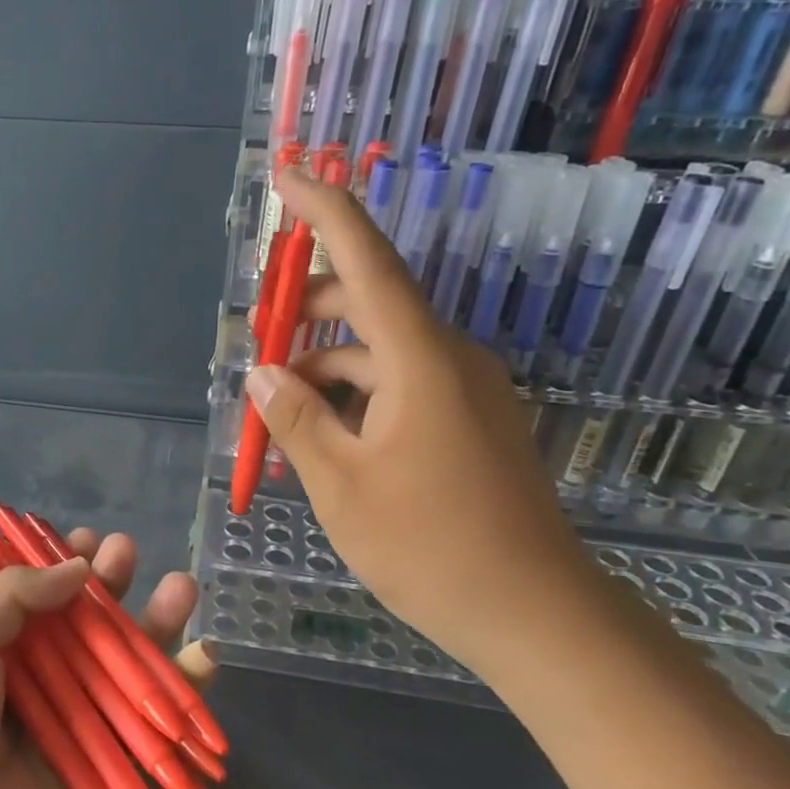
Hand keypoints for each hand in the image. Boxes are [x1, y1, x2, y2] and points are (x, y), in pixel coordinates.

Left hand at [0, 529, 198, 788]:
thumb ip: (15, 596)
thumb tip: (77, 565)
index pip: (38, 596)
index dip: (63, 566)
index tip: (90, 541)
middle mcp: (39, 680)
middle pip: (86, 624)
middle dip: (111, 585)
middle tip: (130, 551)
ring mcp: (76, 721)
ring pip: (125, 665)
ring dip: (156, 625)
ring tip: (184, 586)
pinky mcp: (109, 764)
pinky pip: (150, 723)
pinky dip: (183, 691)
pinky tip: (204, 654)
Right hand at [245, 170, 609, 675]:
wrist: (535, 614)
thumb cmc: (429, 545)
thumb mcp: (339, 483)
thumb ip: (294, 418)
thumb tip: (261, 373)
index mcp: (420, 358)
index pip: (366, 259)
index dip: (324, 211)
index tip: (288, 174)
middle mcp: (448, 358)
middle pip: (366, 305)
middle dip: (305, 313)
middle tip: (254, 344)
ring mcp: (464, 391)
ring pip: (378, 353)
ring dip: (323, 367)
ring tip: (275, 410)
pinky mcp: (468, 422)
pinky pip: (398, 387)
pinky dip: (353, 398)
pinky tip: (319, 436)